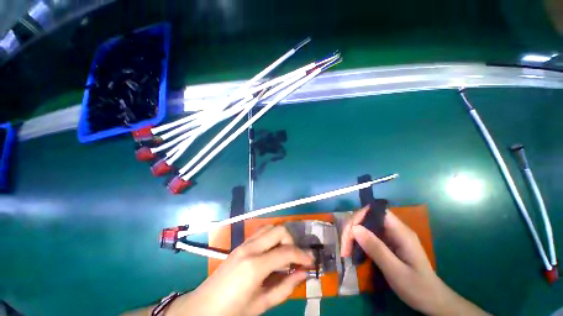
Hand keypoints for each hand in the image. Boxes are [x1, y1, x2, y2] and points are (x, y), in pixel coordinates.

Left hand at [167, 225, 313, 315]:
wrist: (202, 307)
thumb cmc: (232, 312)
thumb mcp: (261, 304)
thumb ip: (285, 287)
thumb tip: (304, 273)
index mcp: (255, 266)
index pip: (286, 252)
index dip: (302, 255)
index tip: (311, 261)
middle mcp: (250, 248)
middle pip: (279, 230)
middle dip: (292, 240)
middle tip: (296, 257)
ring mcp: (244, 243)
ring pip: (270, 227)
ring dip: (281, 236)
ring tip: (286, 253)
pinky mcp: (241, 244)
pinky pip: (261, 232)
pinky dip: (272, 237)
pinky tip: (273, 251)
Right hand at [341, 206, 488, 315]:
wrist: (433, 301)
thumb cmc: (418, 288)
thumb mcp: (396, 271)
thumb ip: (376, 249)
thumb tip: (354, 228)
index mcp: (401, 231)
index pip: (375, 211)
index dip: (359, 216)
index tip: (349, 234)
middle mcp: (394, 229)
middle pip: (367, 217)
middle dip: (352, 228)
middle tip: (344, 248)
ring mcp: (390, 236)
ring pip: (365, 226)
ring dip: (352, 235)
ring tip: (346, 251)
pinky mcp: (386, 243)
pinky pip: (367, 235)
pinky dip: (357, 241)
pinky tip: (354, 252)